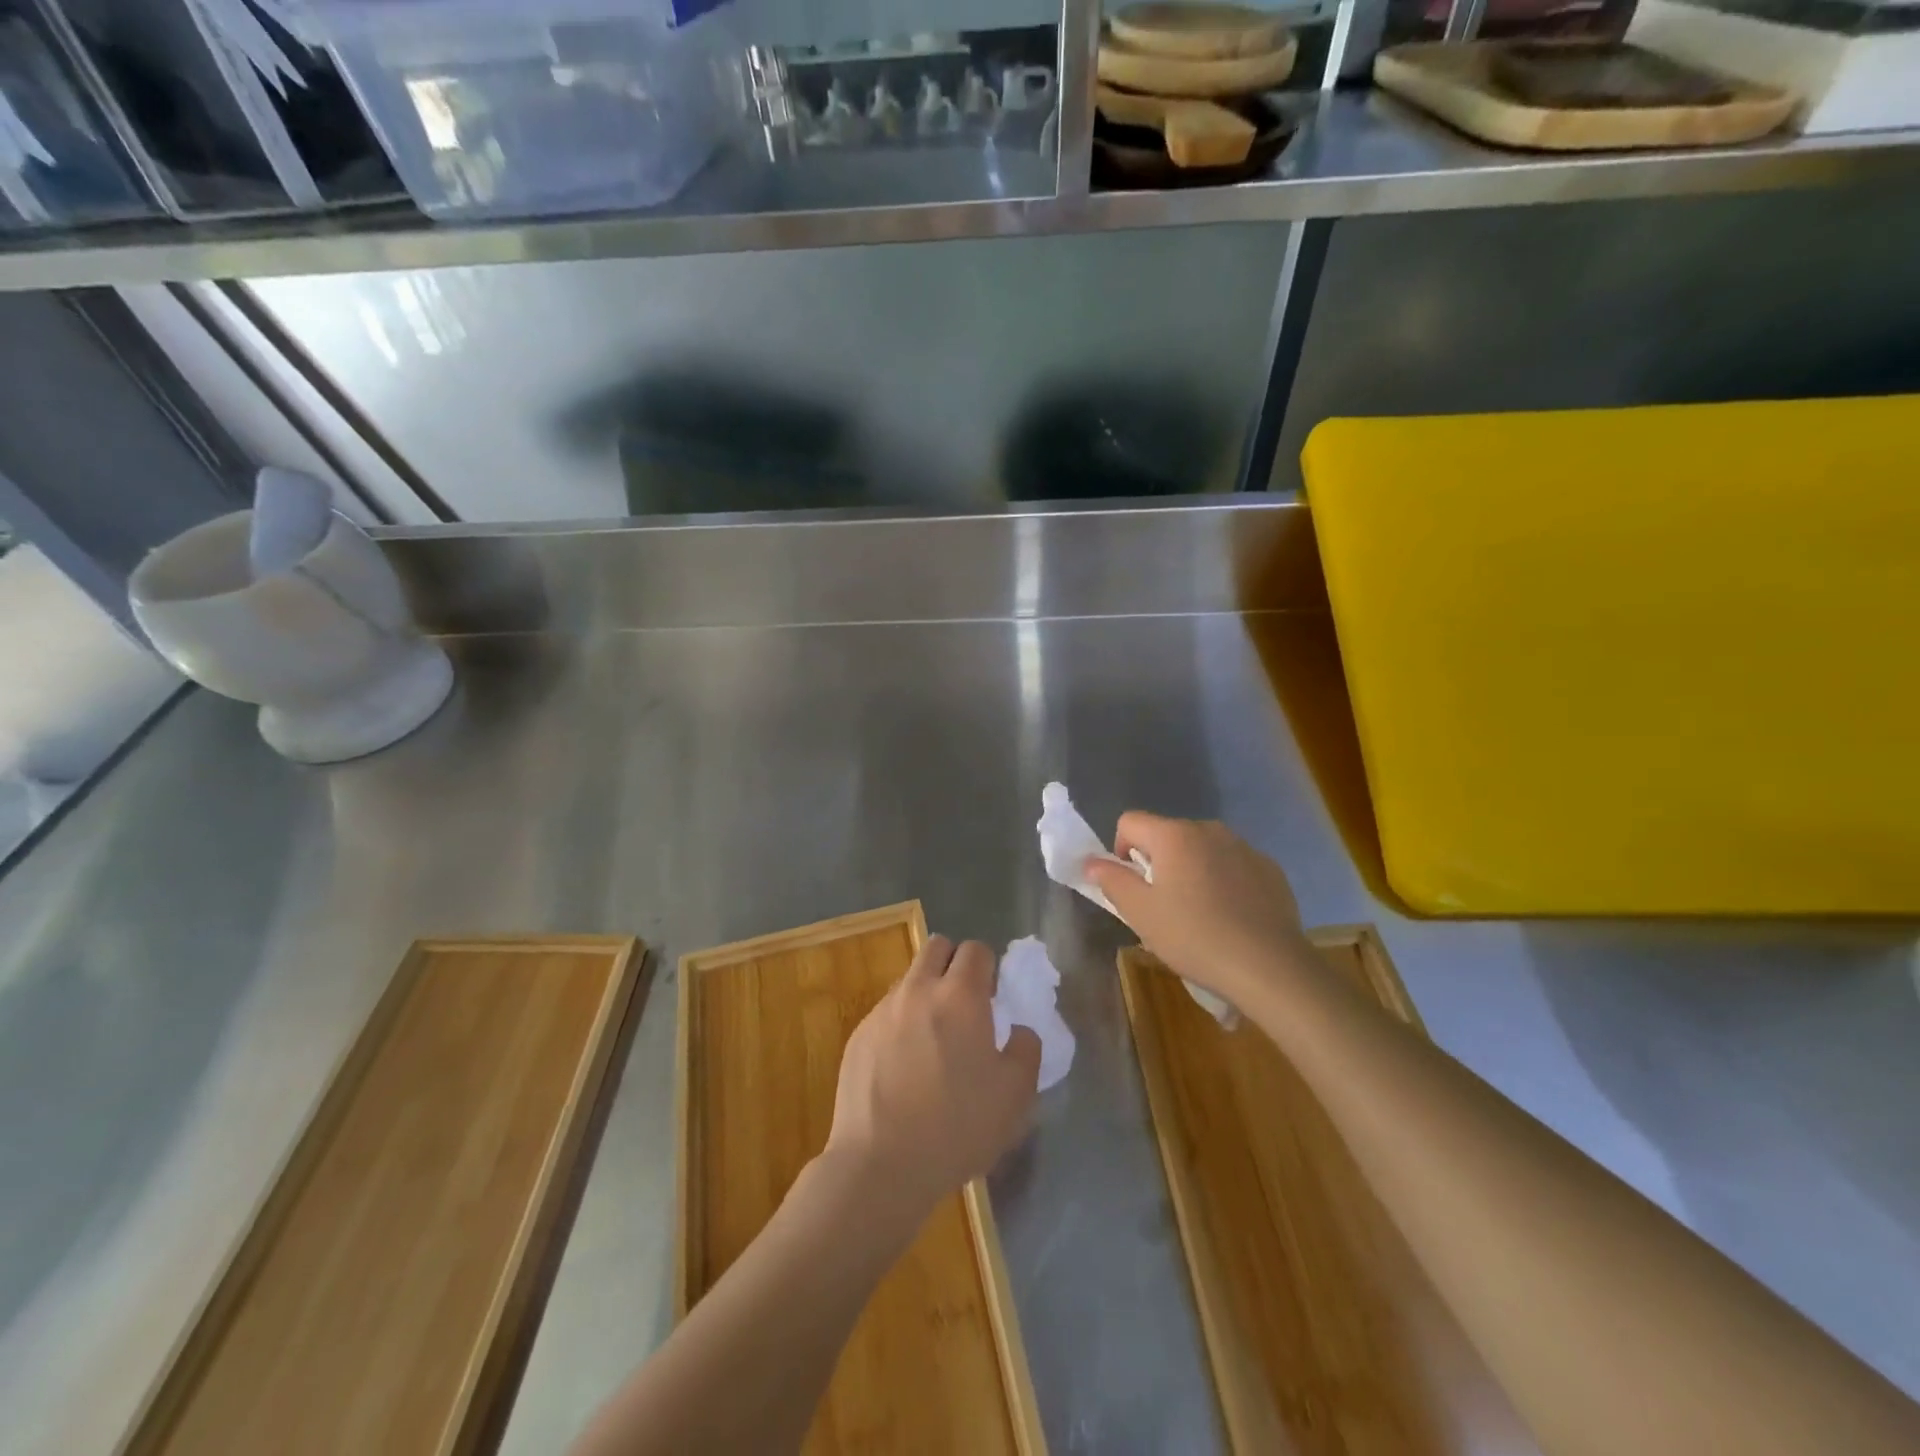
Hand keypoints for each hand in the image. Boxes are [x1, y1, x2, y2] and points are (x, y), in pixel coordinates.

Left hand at [824, 936, 1040, 1216]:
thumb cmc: (956, 1128)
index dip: (989, 968)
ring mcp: (883, 1010)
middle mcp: (918, 990)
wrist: (880, 1165)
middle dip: (954, 964)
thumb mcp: (1015, 1096)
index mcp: (960, 996)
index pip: (976, 950)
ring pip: (910, 979)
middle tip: (964, 1005)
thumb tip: (1018, 1030)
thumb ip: (1025, 1049)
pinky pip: (887, 1011)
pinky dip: (901, 1023)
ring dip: (926, 992)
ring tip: (933, 1040)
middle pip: (937, 947)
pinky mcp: (858, 1035)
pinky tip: (904, 1066)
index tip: (992, 999)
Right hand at [1086, 813, 1321, 1011]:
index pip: (1130, 822)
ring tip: (1200, 914)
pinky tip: (1231, 918)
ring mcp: (1244, 847)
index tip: (1132, 887)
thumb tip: (1092, 862)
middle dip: (1158, 862)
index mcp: (1174, 835)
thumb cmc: (1194, 936)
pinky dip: (1224, 882)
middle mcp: (1209, 830)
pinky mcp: (1270, 869)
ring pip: (1202, 850)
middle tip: (1163, 906)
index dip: (1120, 850)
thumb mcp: (1140, 913)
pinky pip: (1233, 866)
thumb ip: (1111, 880)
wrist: (1269, 967)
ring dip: (1192, 871)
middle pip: (1167, 835)